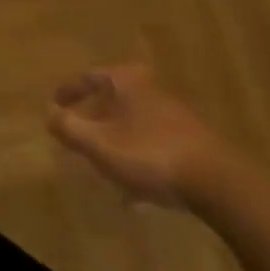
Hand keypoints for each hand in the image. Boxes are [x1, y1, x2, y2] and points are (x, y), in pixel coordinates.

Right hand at [47, 63, 235, 209]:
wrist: (220, 184)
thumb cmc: (150, 154)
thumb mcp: (99, 144)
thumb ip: (69, 128)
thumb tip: (49, 114)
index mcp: (127, 81)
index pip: (88, 77)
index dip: (68, 91)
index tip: (54, 106)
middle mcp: (151, 90)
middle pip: (113, 100)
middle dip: (95, 120)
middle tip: (78, 138)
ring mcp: (176, 117)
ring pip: (134, 125)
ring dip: (117, 143)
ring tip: (104, 169)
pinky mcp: (194, 144)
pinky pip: (154, 146)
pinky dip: (138, 160)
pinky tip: (136, 194)